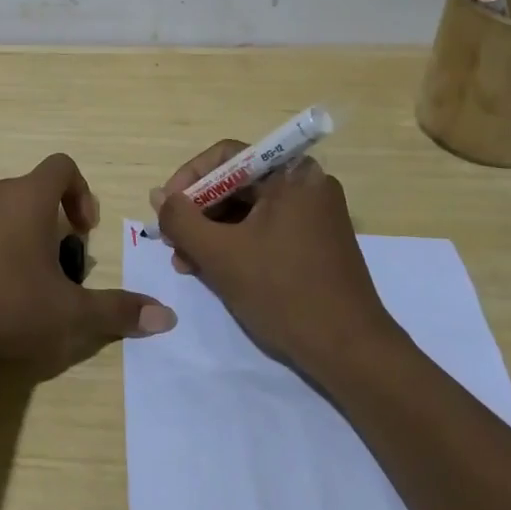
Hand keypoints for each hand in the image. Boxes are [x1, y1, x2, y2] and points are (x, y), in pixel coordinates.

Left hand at [0, 153, 176, 376]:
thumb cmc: (6, 304)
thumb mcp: (69, 315)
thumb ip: (117, 312)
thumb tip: (167, 318)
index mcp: (27, 196)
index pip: (62, 166)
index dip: (81, 192)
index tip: (83, 231)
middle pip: (28, 191)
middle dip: (47, 221)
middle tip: (53, 266)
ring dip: (12, 234)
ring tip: (17, 281)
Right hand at [152, 142, 400, 376]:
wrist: (351, 353)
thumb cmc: (283, 293)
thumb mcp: (221, 254)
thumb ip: (182, 219)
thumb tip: (159, 196)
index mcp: (292, 175)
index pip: (226, 156)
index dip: (189, 177)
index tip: (166, 207)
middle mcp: (306, 185)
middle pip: (237, 183)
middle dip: (199, 211)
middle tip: (172, 240)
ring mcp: (314, 216)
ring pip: (248, 211)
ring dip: (213, 232)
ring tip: (185, 262)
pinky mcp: (315, 244)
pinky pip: (265, 230)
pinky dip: (237, 245)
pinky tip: (211, 270)